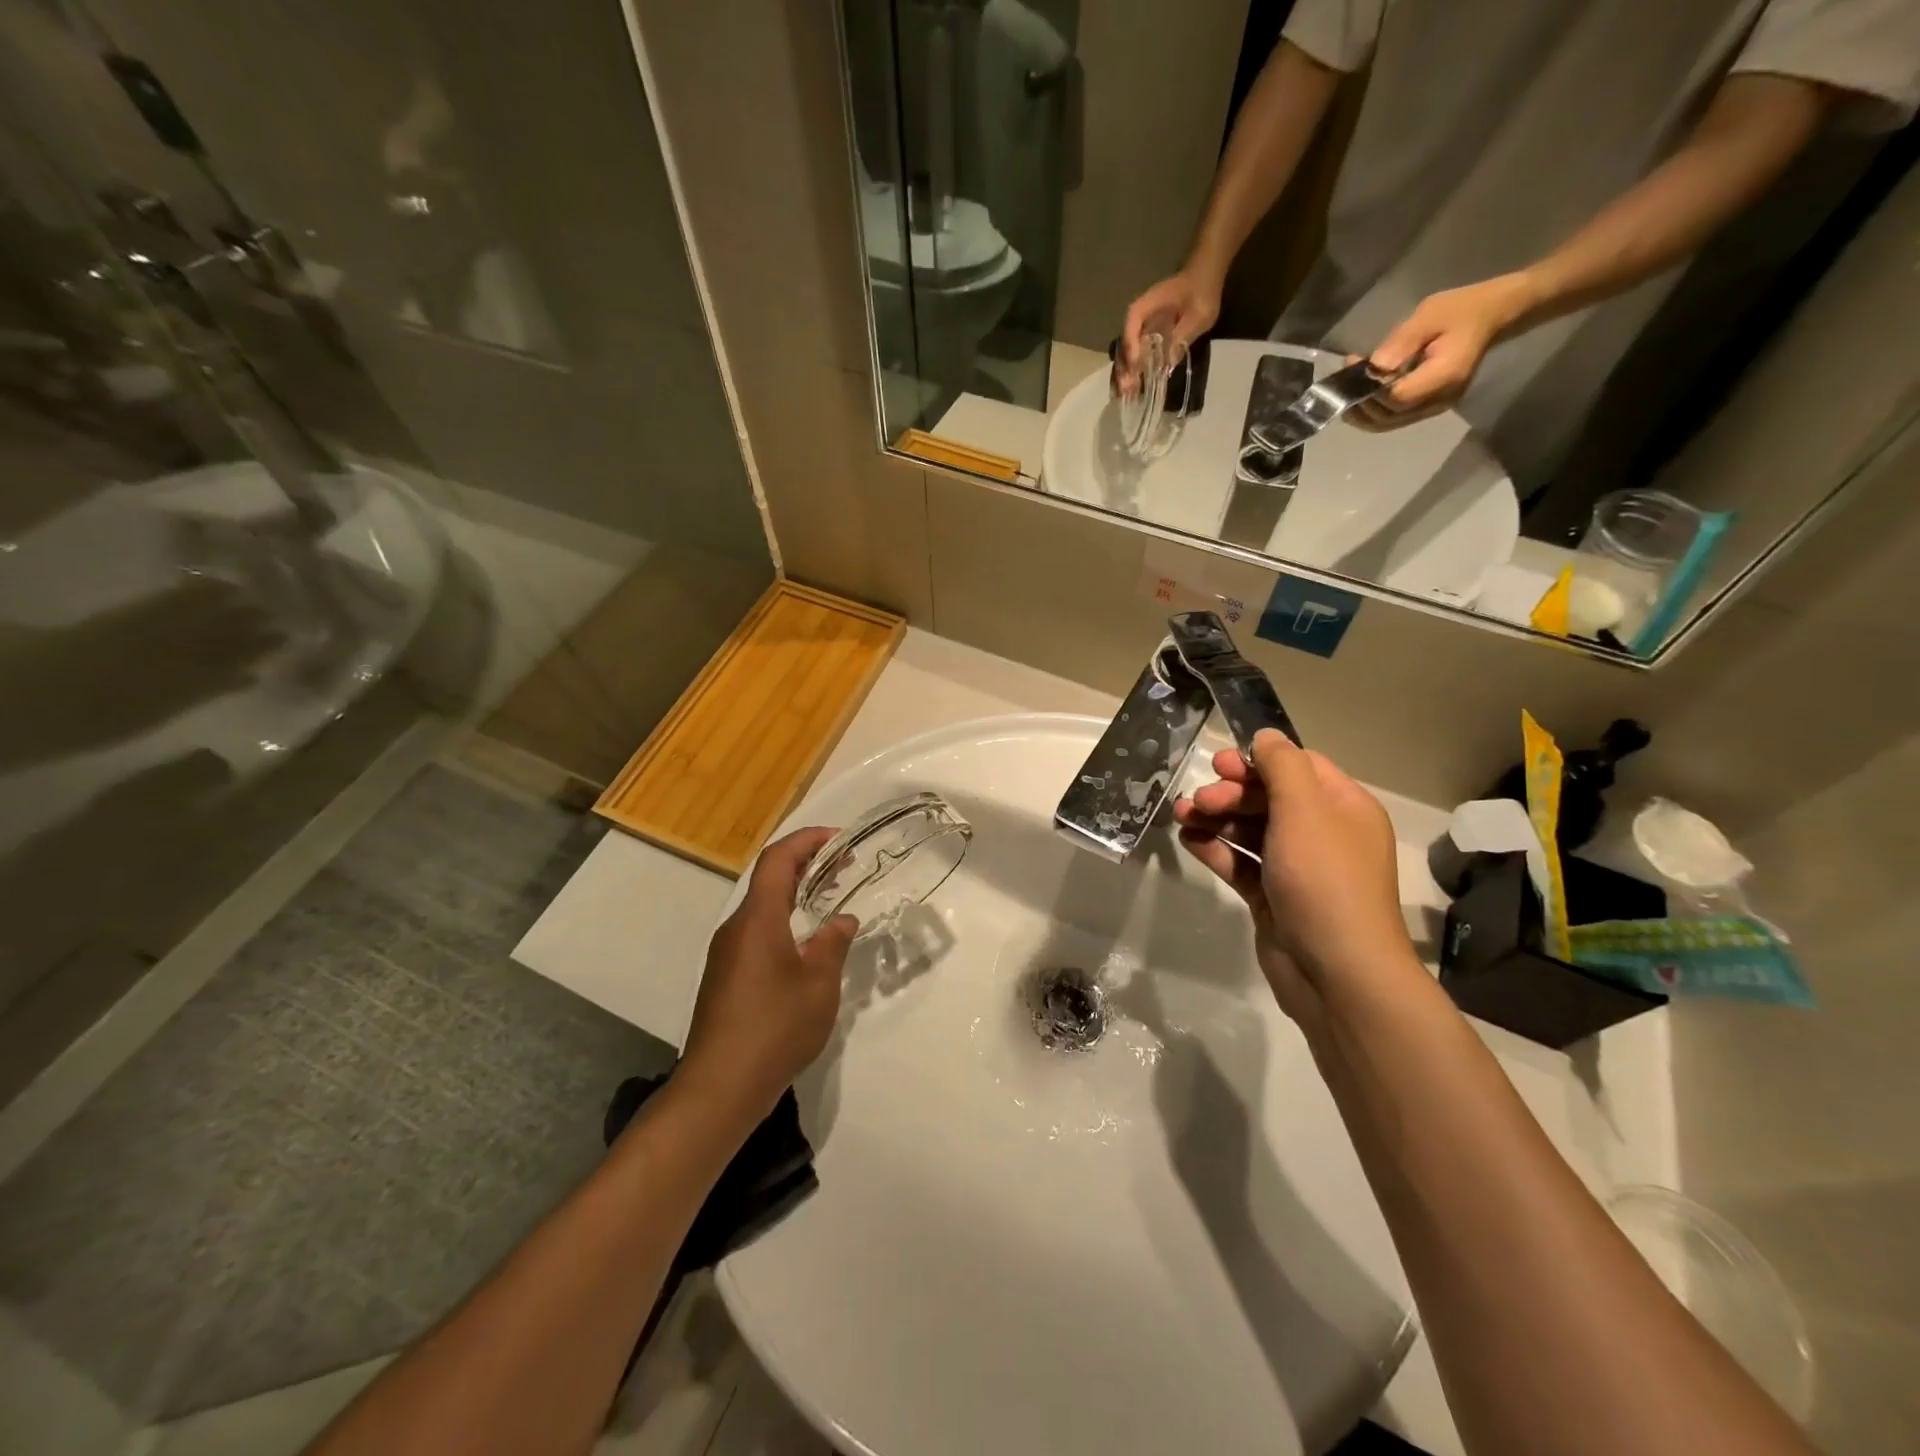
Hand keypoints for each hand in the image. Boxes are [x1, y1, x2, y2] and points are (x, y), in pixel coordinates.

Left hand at [678, 827, 857, 1118]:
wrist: (719, 1087)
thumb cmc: (774, 1029)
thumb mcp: (819, 985)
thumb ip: (833, 944)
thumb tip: (841, 920)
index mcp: (758, 919)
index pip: (778, 859)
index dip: (807, 840)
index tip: (839, 839)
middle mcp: (736, 927)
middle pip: (769, 879)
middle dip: (806, 865)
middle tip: (844, 866)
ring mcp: (726, 953)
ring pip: (763, 907)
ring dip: (796, 894)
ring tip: (831, 900)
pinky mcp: (725, 976)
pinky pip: (757, 932)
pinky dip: (784, 921)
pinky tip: (807, 946)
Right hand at [1118, 268, 1222, 383]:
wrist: (1203, 279)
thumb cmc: (1202, 292)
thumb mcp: (1198, 314)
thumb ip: (1182, 336)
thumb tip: (1167, 364)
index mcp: (1149, 304)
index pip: (1133, 321)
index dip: (1131, 343)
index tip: (1135, 364)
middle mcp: (1139, 317)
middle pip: (1124, 342)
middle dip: (1124, 366)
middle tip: (1125, 390)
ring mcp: (1141, 328)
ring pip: (1128, 352)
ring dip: (1126, 373)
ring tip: (1127, 394)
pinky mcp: (1147, 338)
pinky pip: (1136, 355)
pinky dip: (1134, 371)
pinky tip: (1135, 388)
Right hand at [1173, 731, 1417, 1022]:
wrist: (1336, 973)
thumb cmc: (1324, 881)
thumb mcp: (1305, 811)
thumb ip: (1282, 767)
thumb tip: (1266, 736)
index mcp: (1343, 808)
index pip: (1298, 768)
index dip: (1258, 762)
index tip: (1220, 766)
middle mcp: (1322, 834)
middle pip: (1269, 797)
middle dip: (1230, 793)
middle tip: (1199, 800)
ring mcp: (1296, 869)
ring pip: (1249, 830)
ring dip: (1216, 818)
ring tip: (1181, 816)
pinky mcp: (1272, 898)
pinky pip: (1240, 863)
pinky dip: (1215, 849)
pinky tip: (1188, 841)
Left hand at [1349, 273, 1538, 430]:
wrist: (1492, 314)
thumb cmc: (1461, 310)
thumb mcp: (1429, 315)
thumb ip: (1401, 342)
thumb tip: (1374, 367)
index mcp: (1444, 376)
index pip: (1397, 398)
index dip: (1370, 390)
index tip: (1355, 367)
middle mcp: (1439, 400)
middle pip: (1389, 417)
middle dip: (1360, 404)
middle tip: (1343, 380)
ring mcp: (1435, 407)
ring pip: (1388, 424)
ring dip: (1362, 413)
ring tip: (1346, 391)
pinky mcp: (1428, 407)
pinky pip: (1394, 418)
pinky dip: (1373, 412)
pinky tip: (1360, 396)